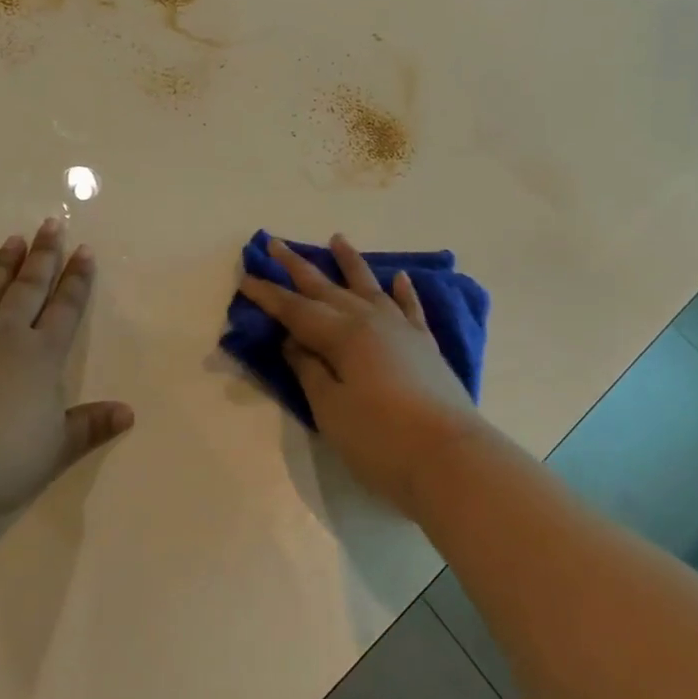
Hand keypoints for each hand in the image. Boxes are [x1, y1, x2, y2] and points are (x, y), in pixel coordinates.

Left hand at [0, 218, 132, 518]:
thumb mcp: (53, 450)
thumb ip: (89, 427)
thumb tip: (128, 413)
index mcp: (41, 354)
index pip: (65, 307)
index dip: (77, 279)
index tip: (84, 250)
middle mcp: (6, 334)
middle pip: (29, 286)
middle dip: (44, 255)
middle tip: (51, 224)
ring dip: (4, 264)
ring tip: (13, 240)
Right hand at [239, 235, 483, 515]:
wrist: (451, 459)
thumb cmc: (381, 439)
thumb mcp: (331, 409)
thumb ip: (309, 370)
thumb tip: (291, 340)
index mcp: (342, 335)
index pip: (295, 310)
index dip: (268, 294)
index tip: (245, 276)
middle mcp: (370, 321)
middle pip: (327, 288)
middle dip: (297, 266)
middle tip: (275, 243)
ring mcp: (402, 330)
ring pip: (369, 287)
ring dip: (350, 263)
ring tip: (336, 239)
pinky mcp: (425, 346)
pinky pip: (410, 308)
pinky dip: (403, 292)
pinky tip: (399, 278)